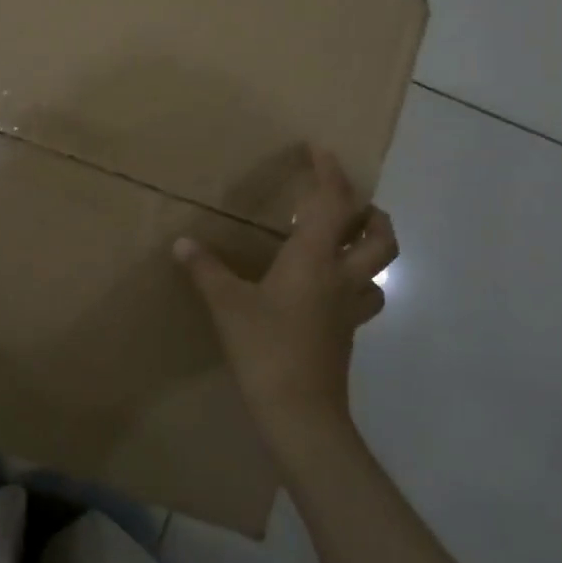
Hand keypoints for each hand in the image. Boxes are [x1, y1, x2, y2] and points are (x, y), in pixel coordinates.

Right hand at [174, 146, 395, 449]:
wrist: (300, 413)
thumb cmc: (265, 348)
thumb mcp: (227, 304)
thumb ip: (205, 270)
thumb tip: (182, 243)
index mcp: (314, 259)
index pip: (334, 203)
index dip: (330, 172)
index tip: (320, 149)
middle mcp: (341, 277)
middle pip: (380, 236)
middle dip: (371, 212)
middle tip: (347, 202)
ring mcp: (349, 308)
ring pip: (379, 269)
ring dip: (369, 247)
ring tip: (343, 242)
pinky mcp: (347, 334)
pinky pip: (363, 297)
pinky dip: (354, 283)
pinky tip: (328, 289)